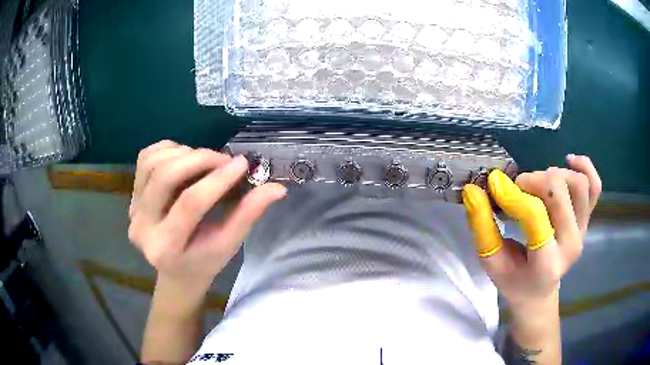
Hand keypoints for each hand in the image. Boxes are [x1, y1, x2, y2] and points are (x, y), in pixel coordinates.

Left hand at [128, 141, 286, 293]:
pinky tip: (184, 158)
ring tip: (205, 161)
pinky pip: (145, 158)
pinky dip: (168, 149)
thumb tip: (277, 188)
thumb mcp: (229, 244)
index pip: (190, 204)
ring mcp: (132, 210)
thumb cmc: (205, 261)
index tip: (242, 164)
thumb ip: (248, 214)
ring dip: (184, 153)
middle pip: (166, 176)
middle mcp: (142, 228)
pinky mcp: (130, 196)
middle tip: (224, 158)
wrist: (175, 269)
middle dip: (200, 159)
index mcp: (166, 249)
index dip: (218, 180)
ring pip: (154, 162)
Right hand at [462, 155, 600, 311]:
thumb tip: (473, 190)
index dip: (512, 195)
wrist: (539, 292)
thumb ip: (482, 227)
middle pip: (559, 191)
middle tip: (516, 189)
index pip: (535, 217)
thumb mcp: (492, 262)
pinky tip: (568, 161)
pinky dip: (584, 166)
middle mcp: (571, 244)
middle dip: (532, 181)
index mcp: (546, 264)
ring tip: (537, 185)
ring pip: (578, 183)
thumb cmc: (514, 280)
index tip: (493, 184)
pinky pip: (595, 185)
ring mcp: (583, 230)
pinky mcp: (588, 219)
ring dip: (553, 174)